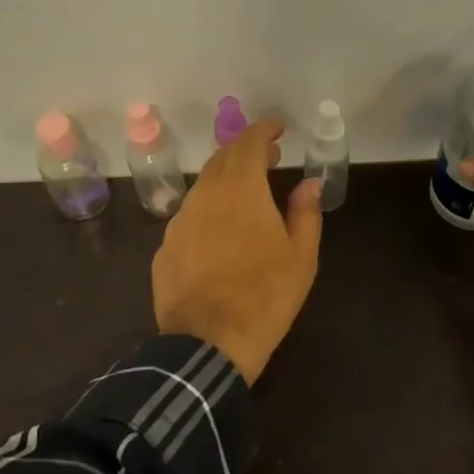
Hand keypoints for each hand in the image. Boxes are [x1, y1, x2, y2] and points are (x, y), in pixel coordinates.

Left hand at [152, 118, 321, 383]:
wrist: (208, 344)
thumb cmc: (266, 296)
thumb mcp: (302, 257)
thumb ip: (306, 212)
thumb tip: (309, 183)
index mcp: (241, 190)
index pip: (248, 143)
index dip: (263, 130)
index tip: (278, 128)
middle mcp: (205, 196)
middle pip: (222, 159)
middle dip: (245, 151)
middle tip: (268, 157)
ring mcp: (179, 222)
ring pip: (202, 187)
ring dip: (225, 180)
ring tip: (246, 194)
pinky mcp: (165, 248)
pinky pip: (189, 217)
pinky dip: (208, 210)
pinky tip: (219, 233)